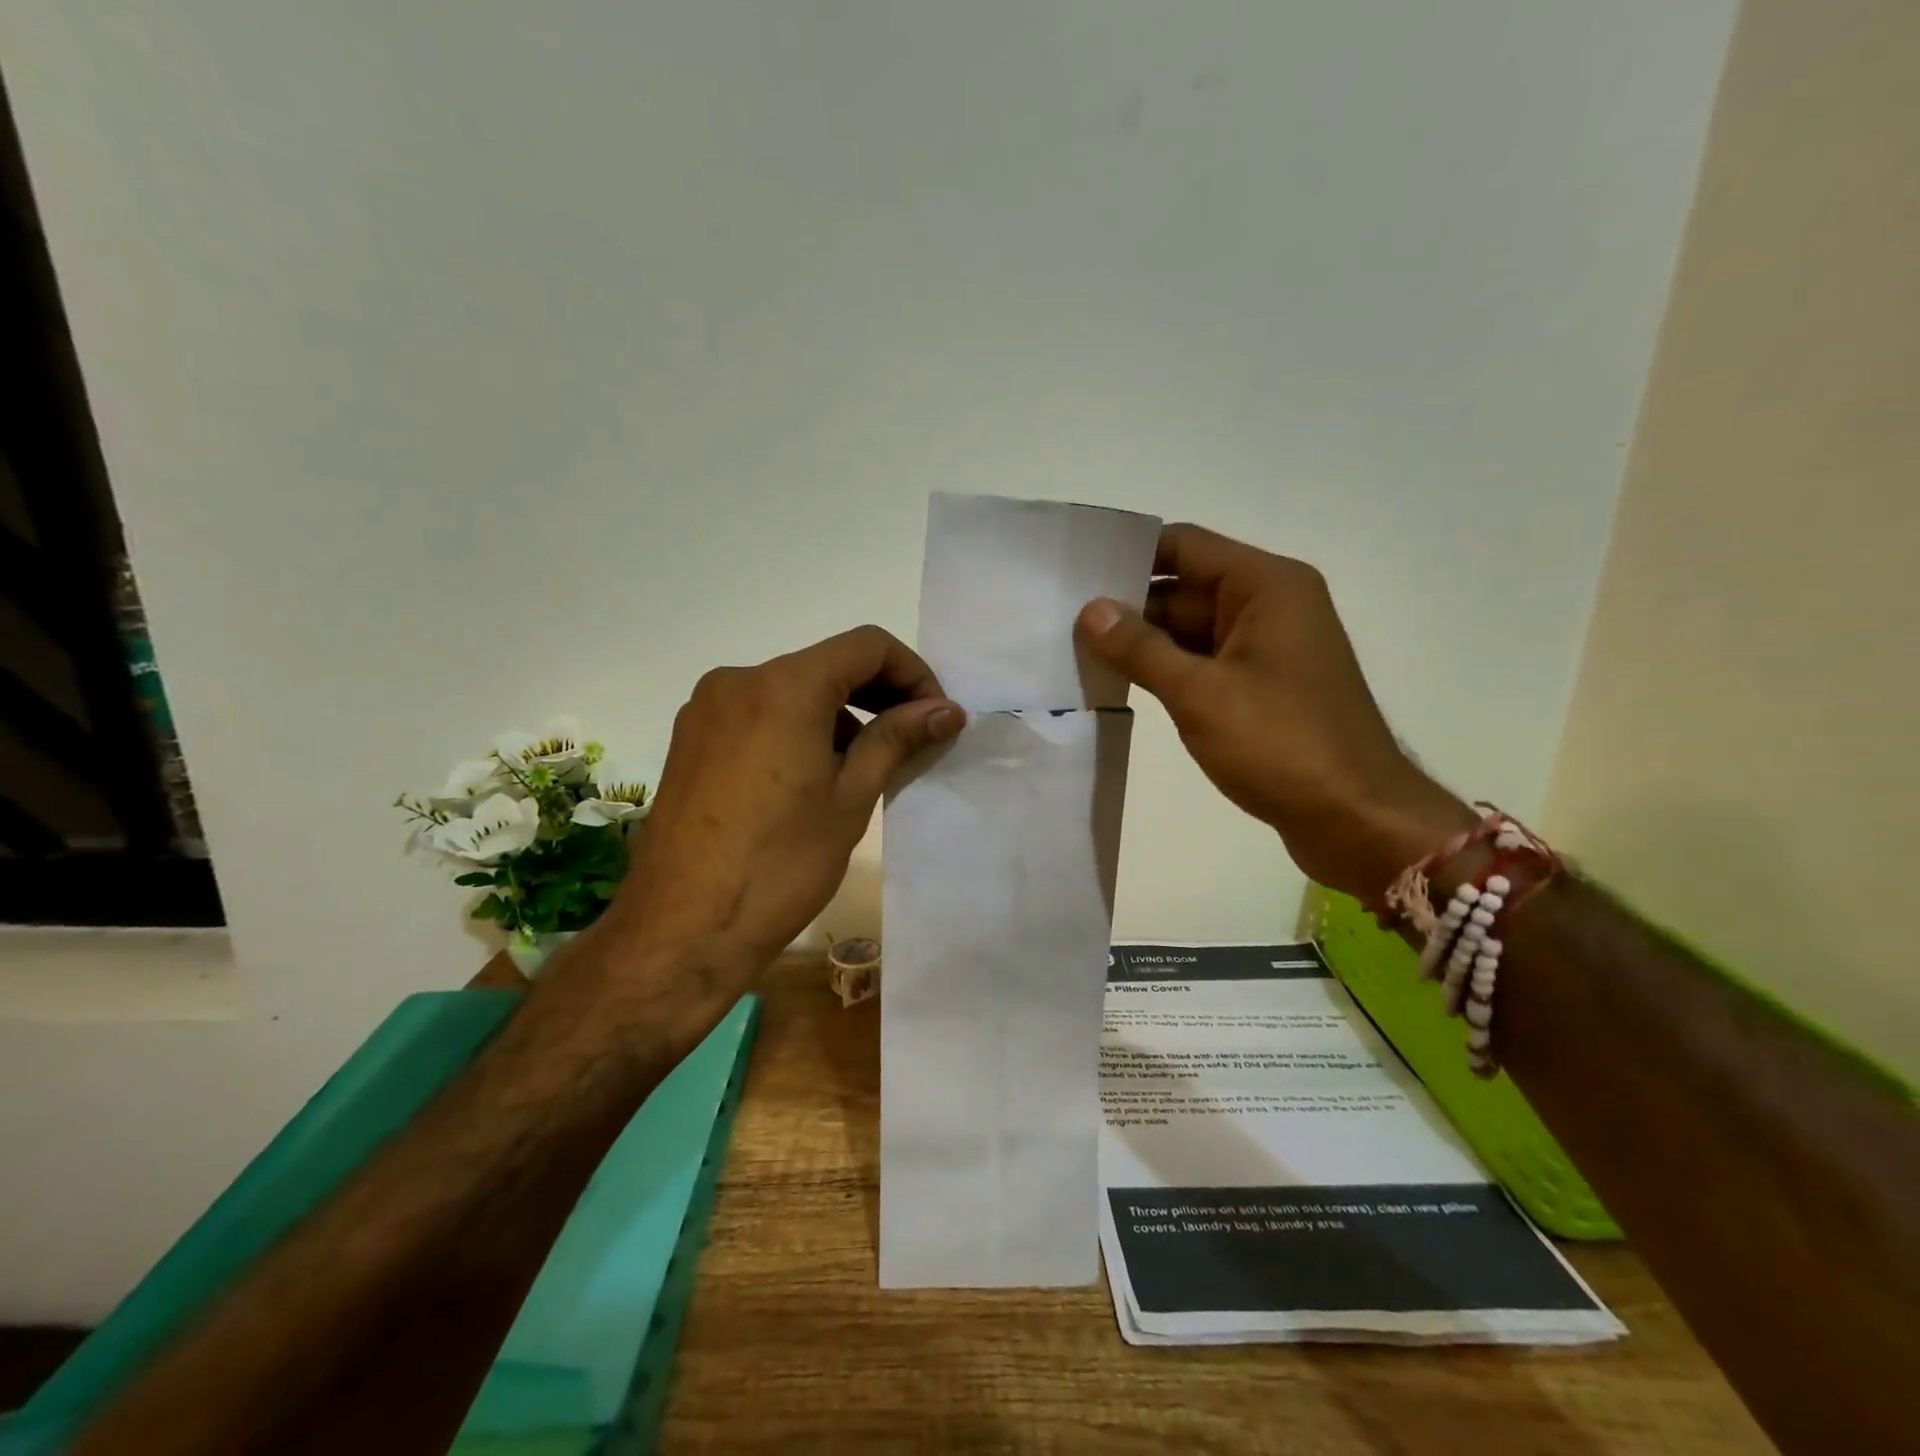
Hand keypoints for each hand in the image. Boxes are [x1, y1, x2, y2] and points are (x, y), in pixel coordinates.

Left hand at [611, 626, 961, 974]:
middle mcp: (738, 680)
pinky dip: (797, 727)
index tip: (934, 717)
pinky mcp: (689, 739)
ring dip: (838, 714)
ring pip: (791, 689)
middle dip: (879, 693)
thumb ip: (897, 739)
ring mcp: (706, 709)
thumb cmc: (781, 864)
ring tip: (864, 766)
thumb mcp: (850, 798)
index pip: (867, 647)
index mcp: (784, 686)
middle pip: (827, 664)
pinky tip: (812, 776)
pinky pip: (759, 713)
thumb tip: (946, 710)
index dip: (913, 673)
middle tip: (913, 738)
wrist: (682, 929)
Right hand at [1076, 524, 1473, 897]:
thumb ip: (1140, 649)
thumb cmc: (1281, 744)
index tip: (1075, 571)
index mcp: (1266, 586)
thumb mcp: (1200, 694)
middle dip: (1127, 607)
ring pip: (1189, 631)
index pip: (1184, 546)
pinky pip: (1203, 664)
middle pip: (1184, 589)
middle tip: (1061, 621)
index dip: (1129, 555)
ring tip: (1075, 652)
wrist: (1355, 818)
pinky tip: (1118, 683)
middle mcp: (1269, 606)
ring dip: (1142, 644)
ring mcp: (1266, 650)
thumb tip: (1090, 611)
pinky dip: (1166, 672)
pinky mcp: (1261, 688)